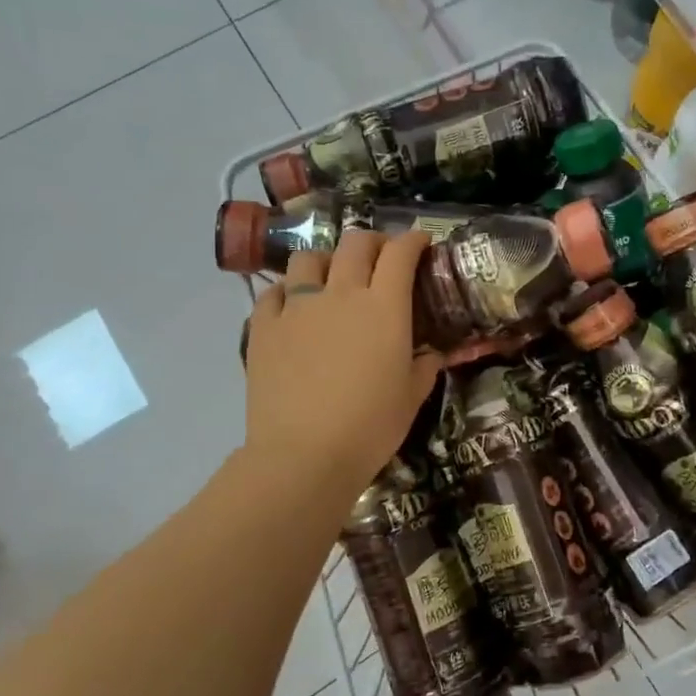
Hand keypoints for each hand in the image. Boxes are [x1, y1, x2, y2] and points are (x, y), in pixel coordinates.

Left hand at [242, 231, 442, 499]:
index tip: (421, 243)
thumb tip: (431, 354)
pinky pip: (273, 292)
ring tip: (331, 279)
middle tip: (380, 258)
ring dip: (327, 261)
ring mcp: (297, 307)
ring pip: (309, 258)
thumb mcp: (412, 397)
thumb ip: (424, 366)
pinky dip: (287, 292)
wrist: (304, 454)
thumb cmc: (371, 426)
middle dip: (373, 242)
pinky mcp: (264, 326)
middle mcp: (341, 294)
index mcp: (384, 306)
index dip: (413, 241)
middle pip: (356, 244)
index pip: (400, 253)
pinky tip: (293, 308)